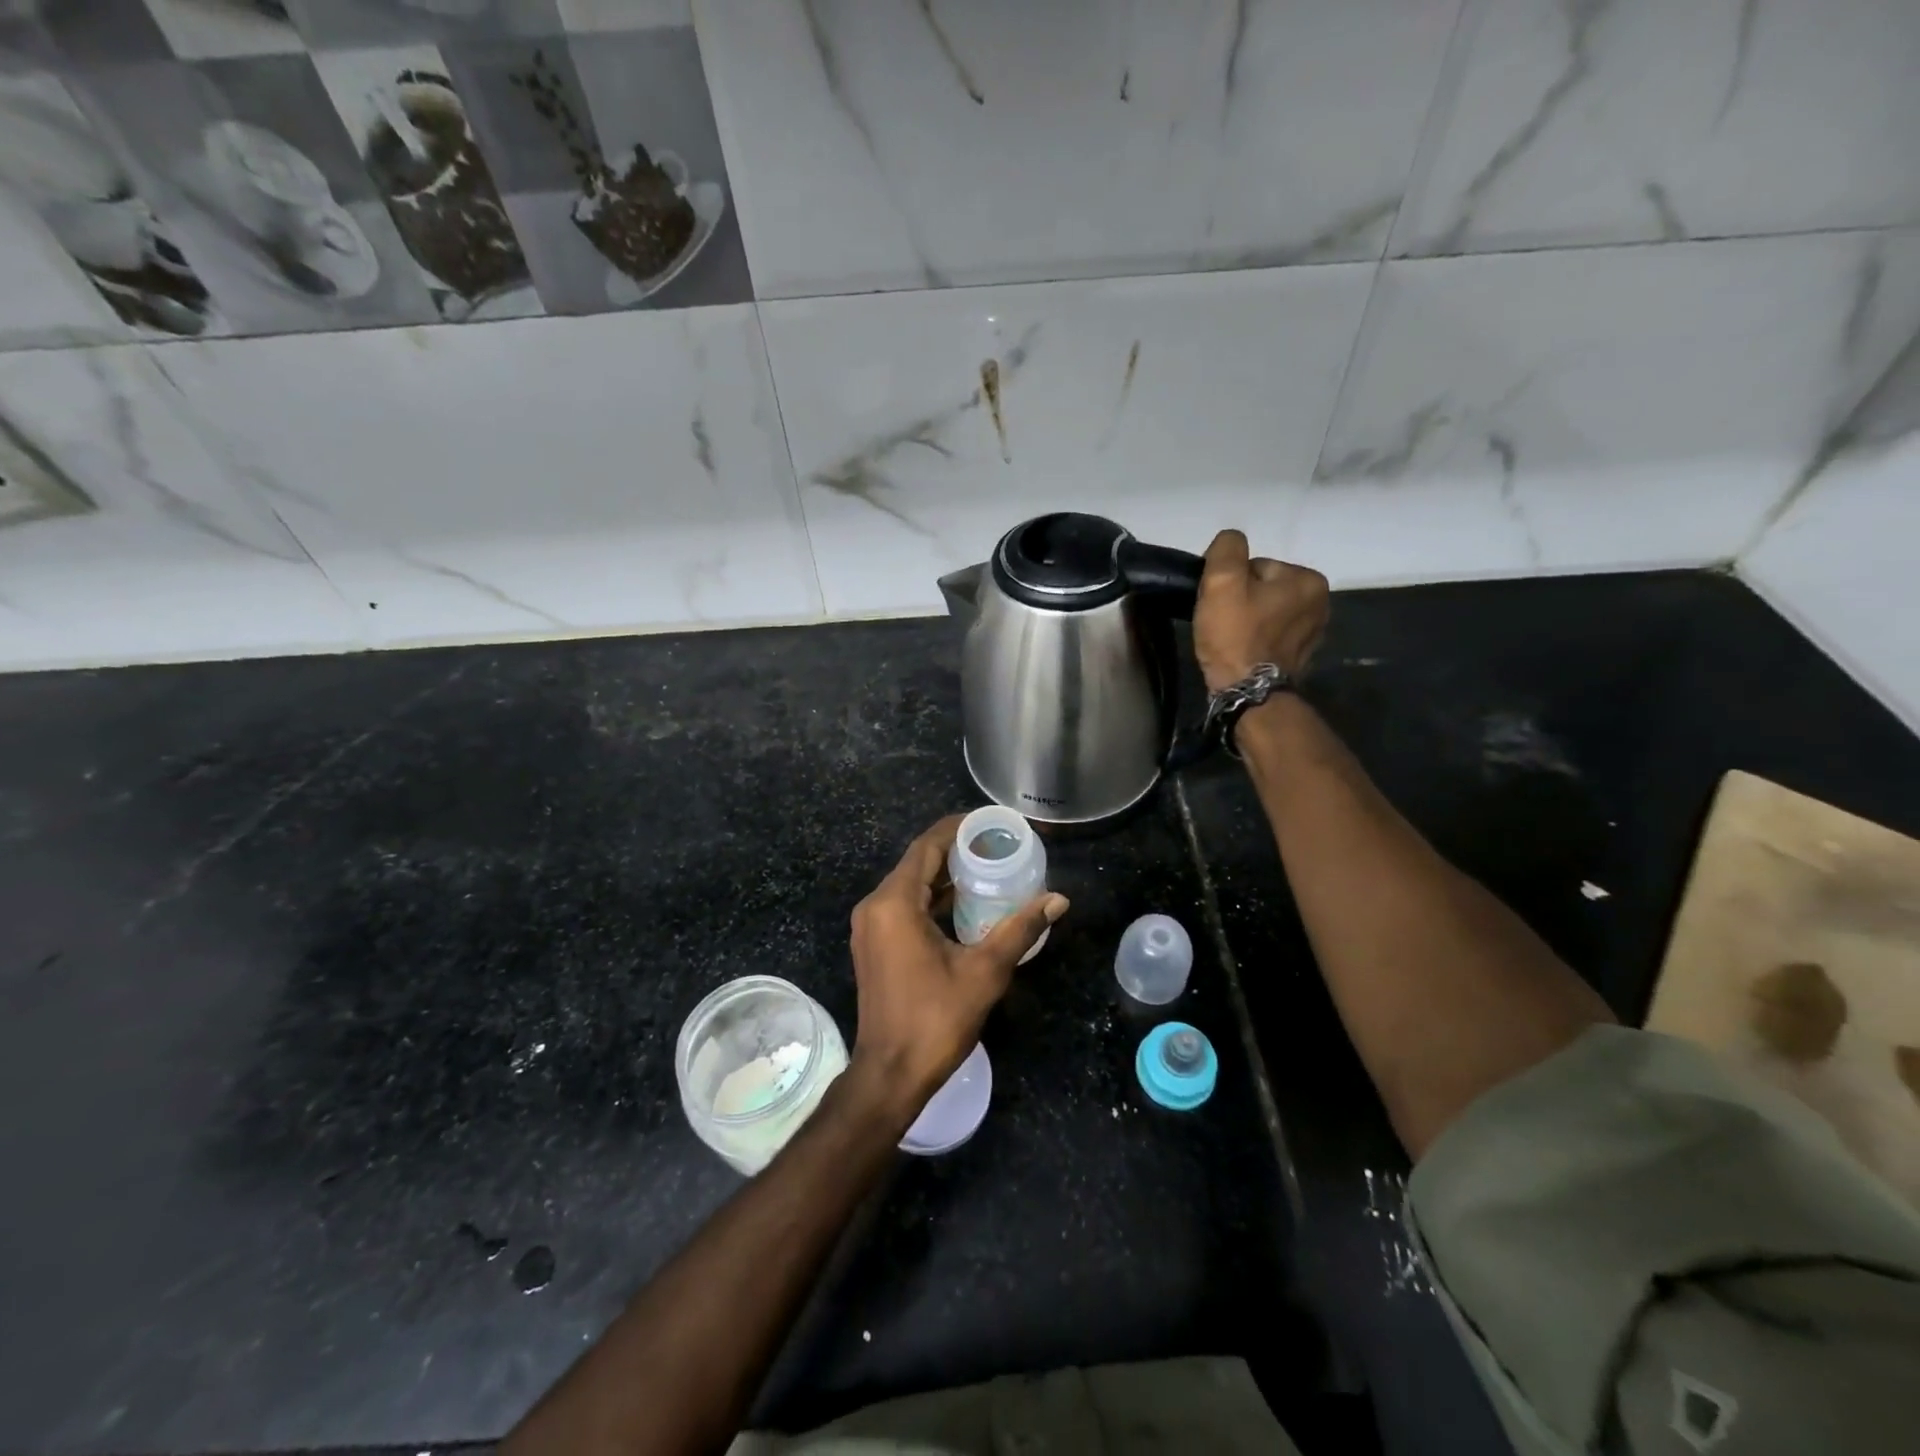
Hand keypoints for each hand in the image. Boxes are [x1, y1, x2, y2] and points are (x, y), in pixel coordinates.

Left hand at [847, 815, 1068, 1120]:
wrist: (890, 1074)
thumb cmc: (935, 1020)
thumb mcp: (985, 971)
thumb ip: (1020, 929)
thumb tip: (1058, 899)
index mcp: (895, 902)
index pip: (927, 846)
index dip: (958, 828)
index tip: (991, 823)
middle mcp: (875, 906)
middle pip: (918, 862)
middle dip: (956, 850)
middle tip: (998, 845)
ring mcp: (870, 926)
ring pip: (911, 885)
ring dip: (945, 876)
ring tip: (989, 869)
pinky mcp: (874, 944)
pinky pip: (904, 906)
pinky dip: (933, 900)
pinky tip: (966, 905)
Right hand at [1194, 529, 1329, 691]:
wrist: (1248, 694)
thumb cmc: (1235, 636)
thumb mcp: (1222, 582)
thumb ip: (1227, 549)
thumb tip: (1231, 541)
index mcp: (1308, 579)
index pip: (1256, 566)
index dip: (1230, 583)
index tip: (1218, 605)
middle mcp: (1320, 602)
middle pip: (1262, 588)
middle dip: (1240, 601)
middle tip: (1221, 623)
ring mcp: (1313, 631)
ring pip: (1265, 611)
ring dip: (1246, 620)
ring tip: (1229, 639)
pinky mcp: (1301, 655)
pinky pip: (1271, 634)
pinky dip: (1255, 639)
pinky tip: (1242, 651)